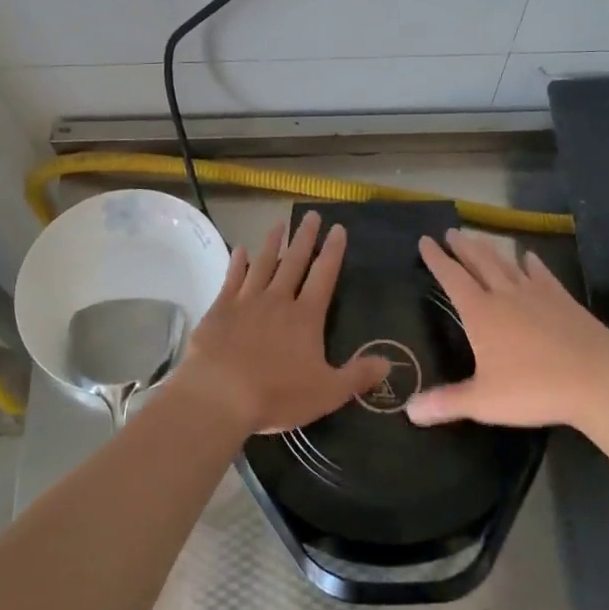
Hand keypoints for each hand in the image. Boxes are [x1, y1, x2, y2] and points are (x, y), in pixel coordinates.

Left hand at [170, 211, 391, 436]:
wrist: (219, 393)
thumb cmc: (276, 394)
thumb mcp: (327, 392)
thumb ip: (358, 376)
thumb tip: (389, 363)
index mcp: (306, 317)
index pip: (324, 276)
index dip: (333, 251)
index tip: (338, 229)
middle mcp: (278, 300)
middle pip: (294, 262)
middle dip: (305, 238)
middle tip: (311, 215)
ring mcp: (247, 301)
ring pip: (263, 263)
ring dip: (273, 243)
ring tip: (280, 223)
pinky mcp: (220, 309)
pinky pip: (232, 278)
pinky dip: (238, 262)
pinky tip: (240, 249)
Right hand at [407, 230, 608, 430]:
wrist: (599, 379)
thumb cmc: (535, 388)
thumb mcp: (484, 401)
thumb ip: (445, 403)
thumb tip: (409, 410)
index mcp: (481, 313)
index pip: (452, 278)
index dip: (436, 259)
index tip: (425, 240)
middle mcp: (506, 295)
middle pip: (479, 262)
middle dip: (462, 247)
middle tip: (451, 231)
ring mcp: (537, 294)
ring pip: (507, 263)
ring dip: (490, 249)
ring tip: (478, 238)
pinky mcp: (563, 300)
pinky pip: (541, 274)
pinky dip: (531, 263)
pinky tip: (528, 257)